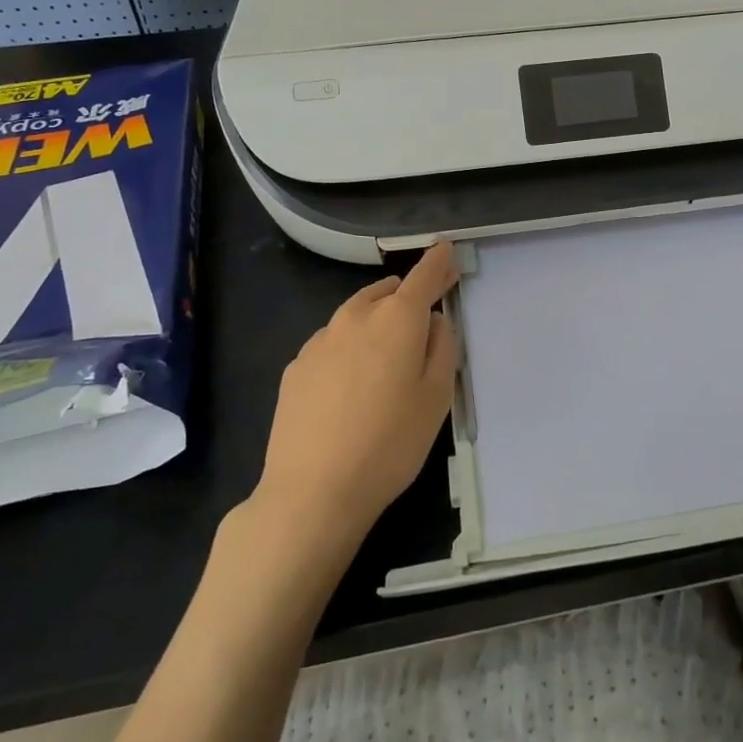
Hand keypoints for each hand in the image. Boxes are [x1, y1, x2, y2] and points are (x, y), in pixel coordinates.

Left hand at [254, 242, 460, 543]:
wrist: (312, 491)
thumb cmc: (390, 444)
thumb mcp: (436, 398)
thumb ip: (442, 348)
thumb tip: (433, 321)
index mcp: (397, 320)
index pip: (423, 276)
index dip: (438, 261)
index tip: (446, 249)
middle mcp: (355, 317)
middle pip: (387, 291)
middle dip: (408, 294)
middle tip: (425, 314)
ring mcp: (319, 340)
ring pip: (356, 314)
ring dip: (376, 318)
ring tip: (387, 351)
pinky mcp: (296, 366)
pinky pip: (332, 342)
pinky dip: (349, 346)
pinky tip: (350, 383)